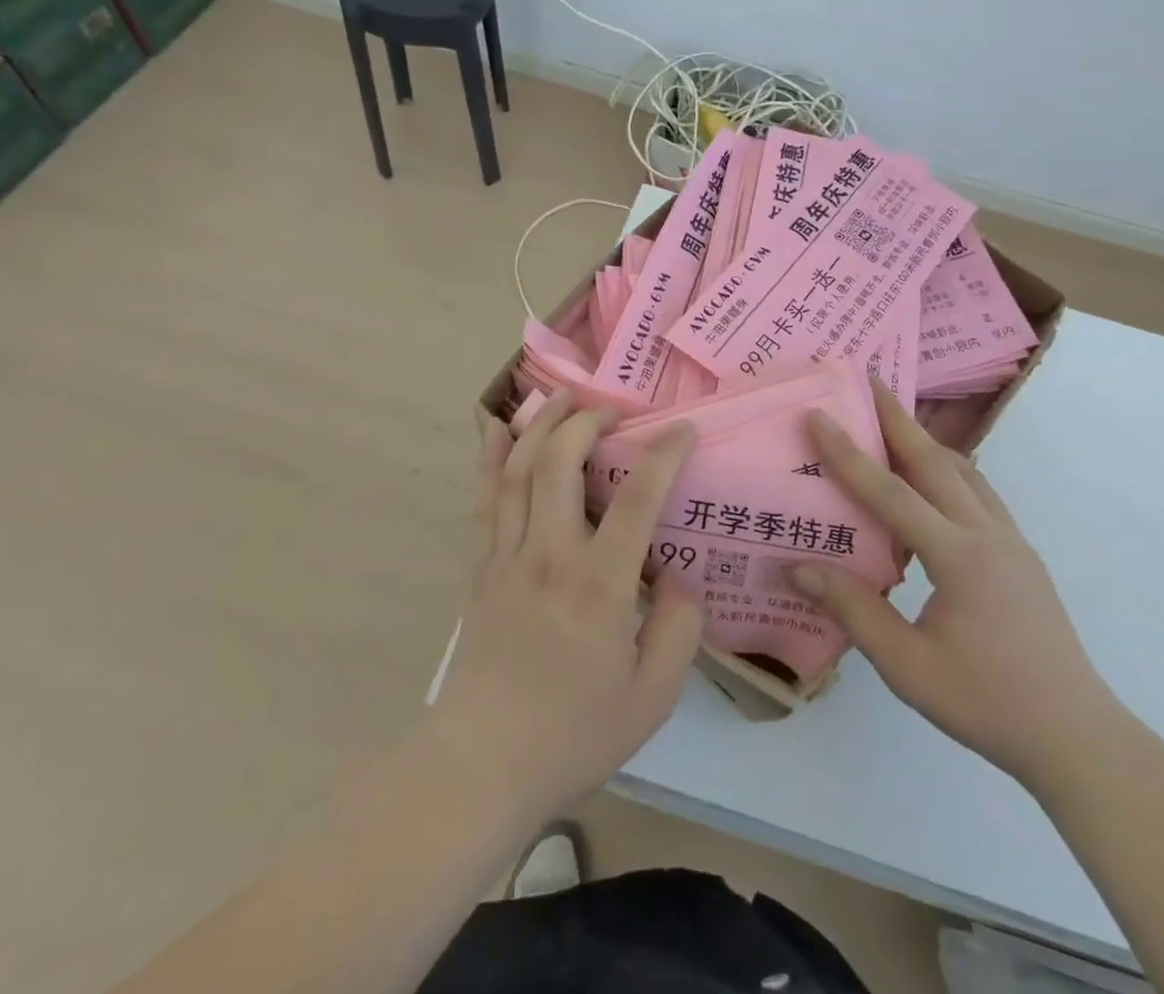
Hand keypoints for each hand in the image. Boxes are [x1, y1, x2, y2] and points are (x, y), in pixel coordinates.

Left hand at [424, 392, 702, 822]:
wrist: (481, 767)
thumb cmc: (573, 734)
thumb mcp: (652, 696)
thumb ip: (679, 629)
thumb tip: (679, 576)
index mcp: (600, 583)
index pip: (637, 498)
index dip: (663, 454)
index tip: (682, 428)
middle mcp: (551, 554)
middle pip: (561, 463)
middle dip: (587, 421)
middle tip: (612, 410)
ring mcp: (508, 556)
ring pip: (518, 470)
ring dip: (540, 424)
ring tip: (561, 396)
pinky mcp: (482, 568)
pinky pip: (486, 499)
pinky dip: (492, 458)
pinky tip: (498, 429)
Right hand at [790, 381, 1122, 790]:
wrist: (1078, 737)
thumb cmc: (987, 704)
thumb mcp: (908, 667)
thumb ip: (853, 611)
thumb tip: (799, 567)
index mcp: (957, 556)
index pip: (889, 491)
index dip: (848, 452)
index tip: (818, 415)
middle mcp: (986, 533)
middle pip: (934, 460)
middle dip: (898, 418)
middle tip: (869, 380)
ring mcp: (1010, 540)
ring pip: (963, 471)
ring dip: (926, 440)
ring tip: (895, 421)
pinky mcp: (1021, 554)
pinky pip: (979, 493)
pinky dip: (950, 469)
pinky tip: (935, 480)